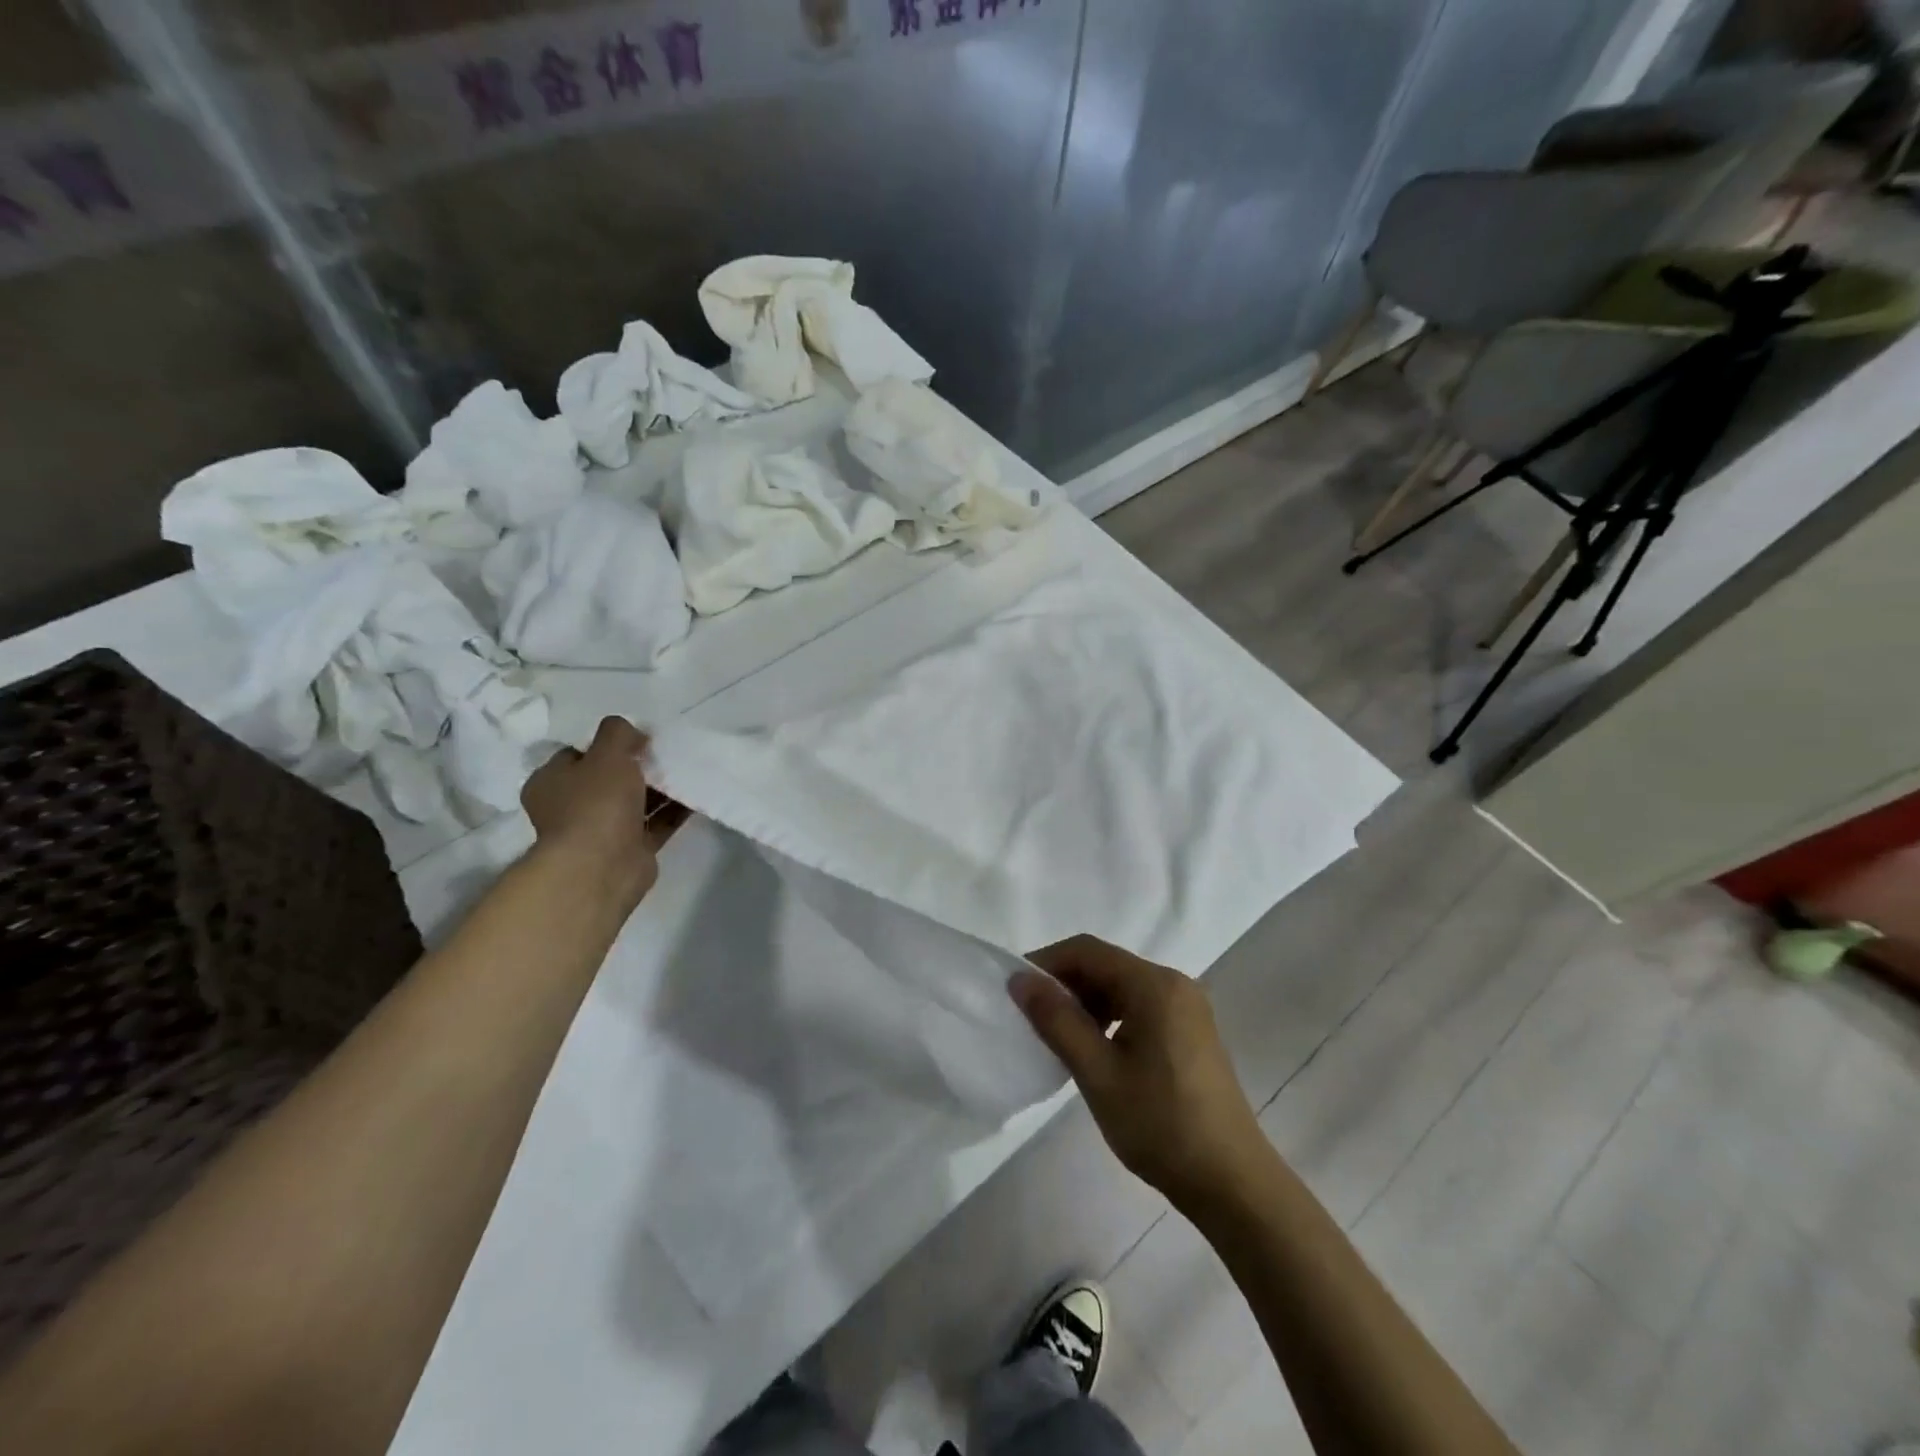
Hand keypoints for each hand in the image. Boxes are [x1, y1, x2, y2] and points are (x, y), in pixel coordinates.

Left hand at [520, 717, 682, 906]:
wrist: (602, 866)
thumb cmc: (596, 803)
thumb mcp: (607, 753)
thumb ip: (618, 733)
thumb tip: (632, 733)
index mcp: (551, 782)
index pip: (578, 753)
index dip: (608, 743)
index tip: (638, 737)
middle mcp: (571, 806)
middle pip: (609, 777)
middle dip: (638, 765)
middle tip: (667, 753)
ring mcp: (600, 830)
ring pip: (635, 801)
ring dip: (660, 788)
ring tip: (689, 770)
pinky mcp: (630, 849)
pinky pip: (655, 823)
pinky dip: (673, 810)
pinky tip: (696, 795)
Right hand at [1010, 935, 1271, 1212]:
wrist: (1231, 1181)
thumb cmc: (1160, 1125)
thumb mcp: (1098, 1073)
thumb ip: (1057, 1021)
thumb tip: (1021, 980)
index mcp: (1154, 985)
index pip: (1088, 951)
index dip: (1046, 963)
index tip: (1015, 989)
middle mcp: (1174, 983)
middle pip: (1106, 964)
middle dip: (1065, 983)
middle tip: (1031, 1015)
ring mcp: (1187, 1007)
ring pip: (1122, 986)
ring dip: (1086, 1001)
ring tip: (1057, 1035)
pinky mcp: (1191, 1031)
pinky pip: (1139, 1005)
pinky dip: (1110, 1016)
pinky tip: (1094, 1047)